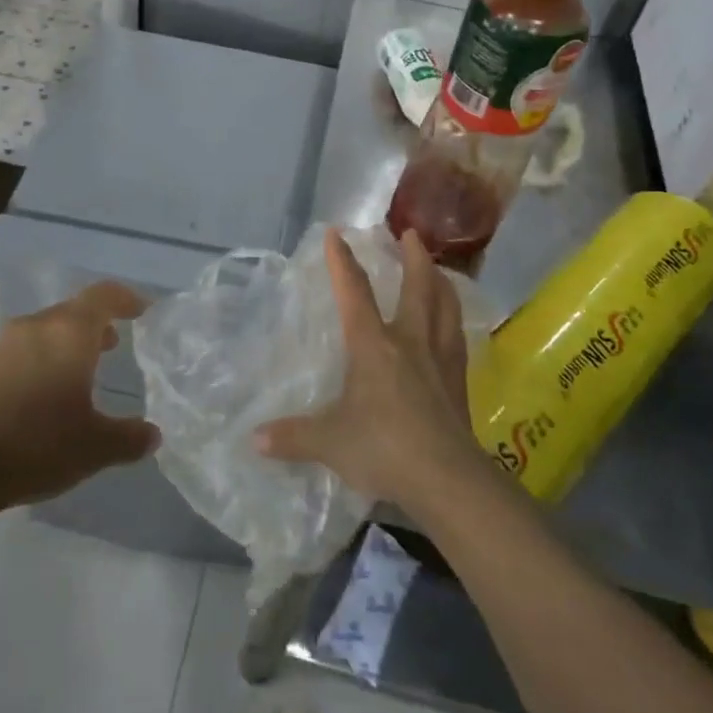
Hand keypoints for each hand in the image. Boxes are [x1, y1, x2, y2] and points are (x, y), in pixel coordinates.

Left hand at [0, 281, 156, 508]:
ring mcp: (2, 345)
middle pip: (72, 312)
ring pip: (44, 331)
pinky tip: (40, 398)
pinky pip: (20, 353)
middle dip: (96, 325)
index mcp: (70, 332)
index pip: (103, 296)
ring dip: (65, 345)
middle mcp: (36, 326)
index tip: (141, 311)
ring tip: (78, 375)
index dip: (126, 299)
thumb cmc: (37, 444)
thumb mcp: (95, 447)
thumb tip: (152, 435)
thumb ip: (129, 437)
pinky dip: (39, 363)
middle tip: (114, 346)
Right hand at [253, 228, 485, 511]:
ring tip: (439, 268)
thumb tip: (253, 440)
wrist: (447, 479)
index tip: (336, 233)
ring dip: (441, 281)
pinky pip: (458, 338)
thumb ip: (292, 437)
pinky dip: (454, 320)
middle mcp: (409, 342)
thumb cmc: (383, 448)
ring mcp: (439, 360)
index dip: (342, 261)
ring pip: (445, 307)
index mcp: (373, 345)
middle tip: (411, 232)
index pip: (354, 293)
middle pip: (417, 287)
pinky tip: (454, 323)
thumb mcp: (329, 443)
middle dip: (413, 256)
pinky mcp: (459, 382)